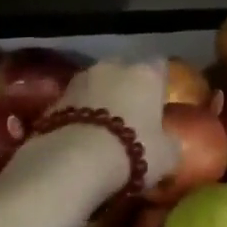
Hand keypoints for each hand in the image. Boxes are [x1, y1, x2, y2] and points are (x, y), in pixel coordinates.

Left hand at [33, 60, 178, 191]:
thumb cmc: (132, 150)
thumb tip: (169, 142)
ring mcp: (80, 79)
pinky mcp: (55, 98)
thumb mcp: (167, 156)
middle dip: (126, 87)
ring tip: (102, 129)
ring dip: (99, 99)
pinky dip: (77, 115)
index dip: (159, 84)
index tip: (159, 103)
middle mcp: (114, 67)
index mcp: (146, 73)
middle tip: (130, 116)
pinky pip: (74, 103)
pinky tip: (80, 138)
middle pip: (124, 70)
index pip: (159, 66)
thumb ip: (170, 143)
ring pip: (95, 84)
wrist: (74, 159)